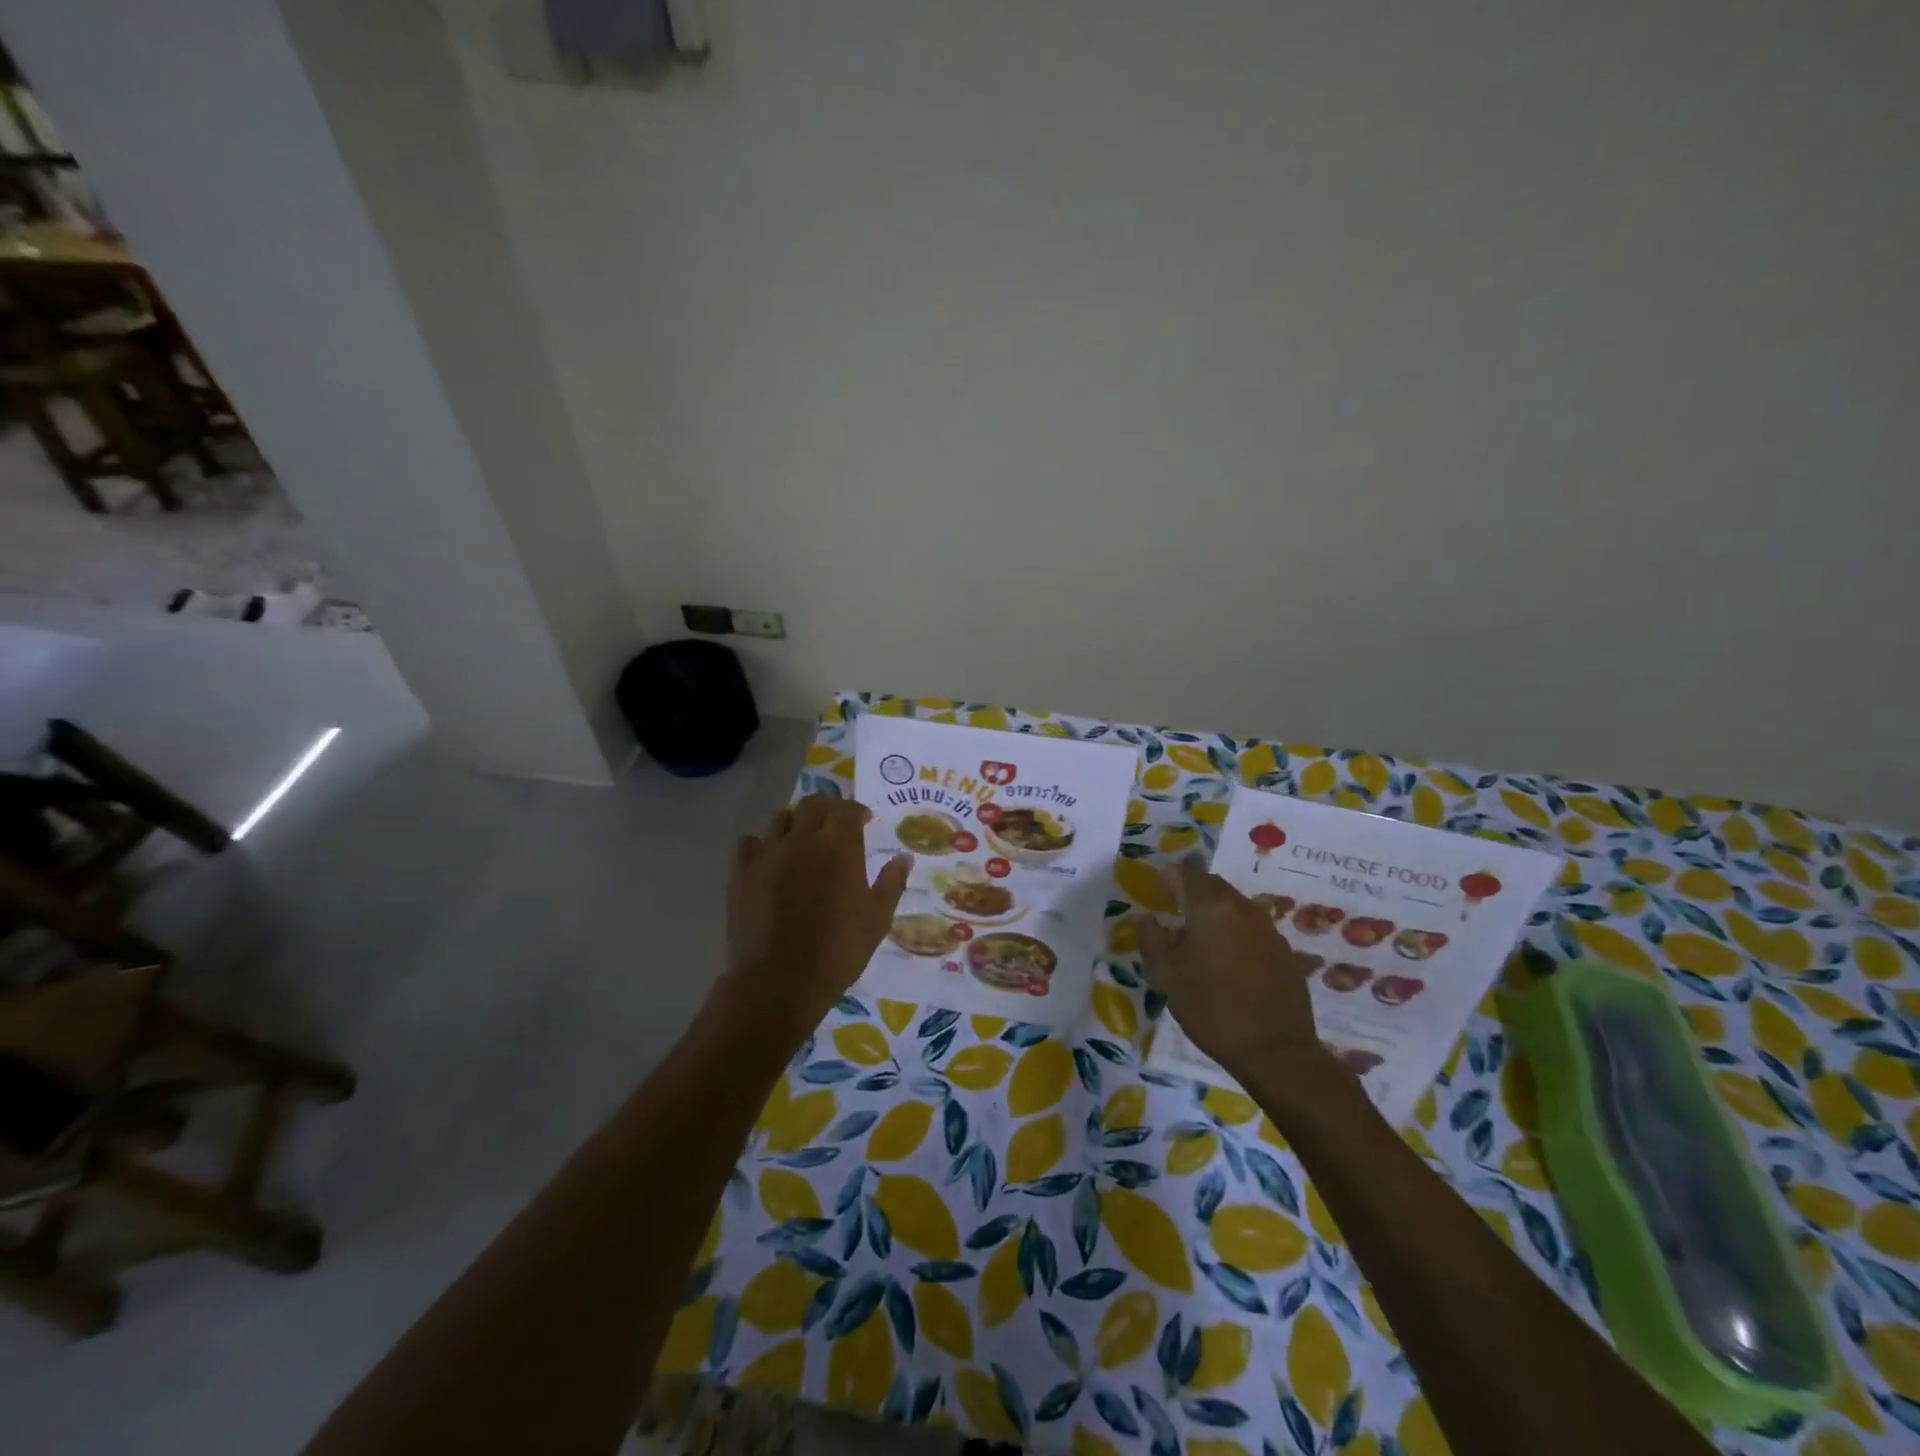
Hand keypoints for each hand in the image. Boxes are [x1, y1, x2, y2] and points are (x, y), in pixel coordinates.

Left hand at [715, 794, 910, 1042]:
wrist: (778, 982)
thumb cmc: (838, 951)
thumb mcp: (877, 919)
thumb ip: (891, 883)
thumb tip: (904, 857)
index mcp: (839, 845)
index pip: (847, 808)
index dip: (857, 810)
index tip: (864, 821)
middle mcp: (802, 838)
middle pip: (813, 804)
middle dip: (827, 808)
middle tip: (835, 825)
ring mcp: (768, 852)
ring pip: (781, 819)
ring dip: (796, 822)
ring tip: (803, 840)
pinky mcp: (741, 872)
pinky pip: (750, 843)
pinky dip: (762, 844)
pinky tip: (769, 859)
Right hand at [1139, 859, 1334, 1082]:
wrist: (1275, 1050)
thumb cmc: (1211, 1008)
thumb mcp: (1166, 976)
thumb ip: (1151, 939)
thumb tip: (1147, 918)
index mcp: (1210, 906)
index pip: (1186, 872)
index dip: (1169, 876)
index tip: (1158, 888)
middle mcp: (1242, 907)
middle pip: (1213, 884)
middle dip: (1192, 890)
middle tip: (1175, 909)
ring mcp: (1268, 928)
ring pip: (1235, 905)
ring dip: (1216, 911)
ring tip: (1201, 937)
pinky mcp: (1284, 950)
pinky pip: (1253, 928)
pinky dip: (1236, 931)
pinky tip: (1229, 959)